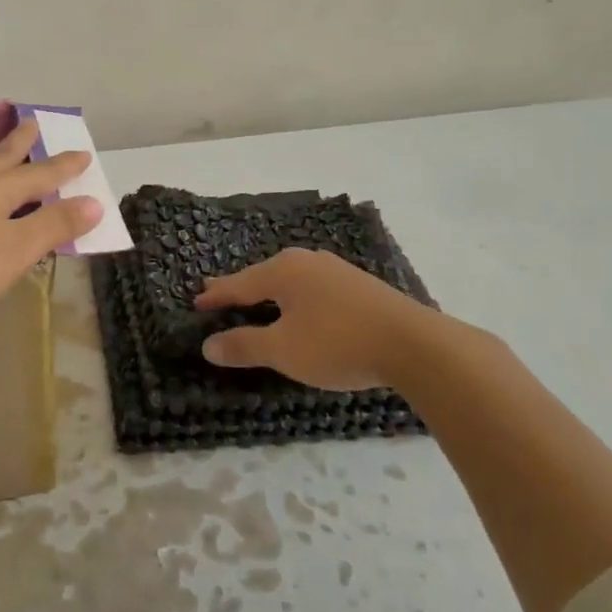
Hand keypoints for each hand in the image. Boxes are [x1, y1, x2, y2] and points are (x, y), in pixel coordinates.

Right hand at [197, 248, 442, 389]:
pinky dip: (296, 299)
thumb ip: (244, 345)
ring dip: (270, 294)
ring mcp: (336, 270)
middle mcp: (306, 261)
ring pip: (290, 281)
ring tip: (256, 301)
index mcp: (282, 271)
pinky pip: (313, 289)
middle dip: (241, 288)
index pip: (238, 283)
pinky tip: (301, 309)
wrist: (415, 344)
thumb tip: (208, 345)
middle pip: (263, 276)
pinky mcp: (359, 285)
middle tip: (218, 295)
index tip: (196, 302)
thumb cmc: (338, 343)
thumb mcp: (283, 350)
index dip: (216, 296)